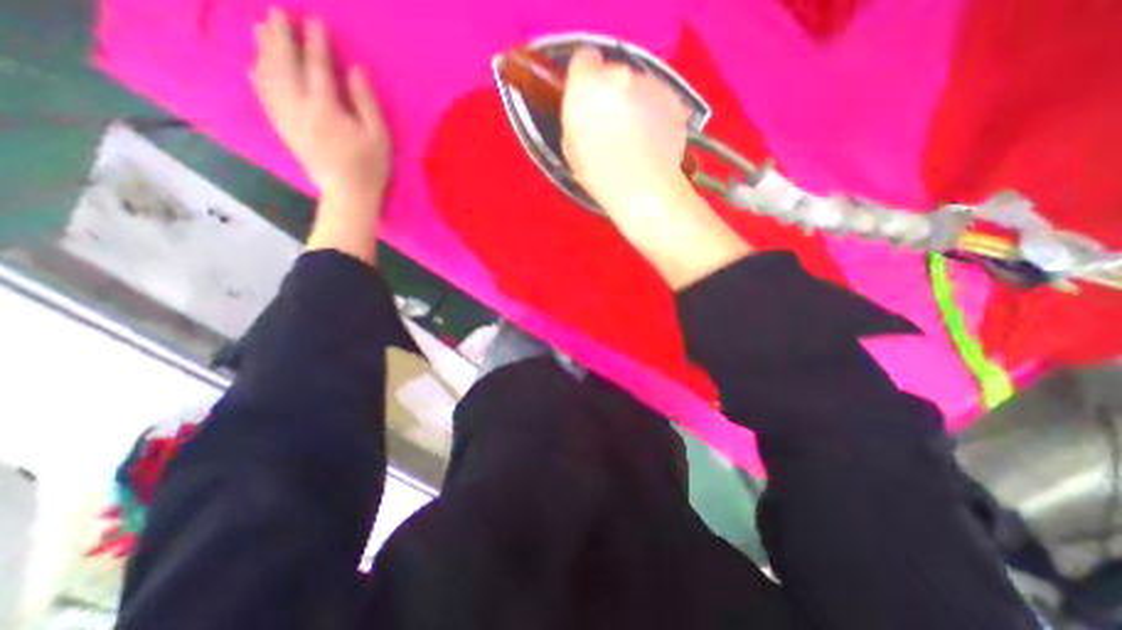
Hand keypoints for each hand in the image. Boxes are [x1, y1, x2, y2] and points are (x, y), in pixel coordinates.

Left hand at [250, 7, 391, 202]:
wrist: (348, 194)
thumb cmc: (370, 166)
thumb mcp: (379, 136)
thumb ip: (366, 102)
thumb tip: (355, 69)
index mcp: (326, 108)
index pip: (318, 67)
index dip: (316, 42)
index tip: (314, 21)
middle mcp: (300, 107)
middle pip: (285, 64)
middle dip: (281, 36)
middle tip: (278, 13)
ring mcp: (287, 118)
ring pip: (268, 76)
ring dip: (264, 50)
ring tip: (262, 29)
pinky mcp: (283, 129)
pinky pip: (264, 96)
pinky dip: (258, 77)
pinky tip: (255, 65)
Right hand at [565, 47, 698, 219]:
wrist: (644, 192)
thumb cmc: (600, 176)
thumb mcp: (571, 149)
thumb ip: (576, 118)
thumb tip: (586, 110)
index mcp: (588, 86)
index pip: (583, 59)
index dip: (584, 79)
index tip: (586, 100)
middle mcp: (621, 75)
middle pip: (613, 74)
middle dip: (611, 94)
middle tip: (612, 126)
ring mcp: (652, 85)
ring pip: (638, 87)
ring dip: (635, 103)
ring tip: (637, 139)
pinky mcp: (674, 101)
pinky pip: (658, 101)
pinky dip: (655, 115)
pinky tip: (653, 142)